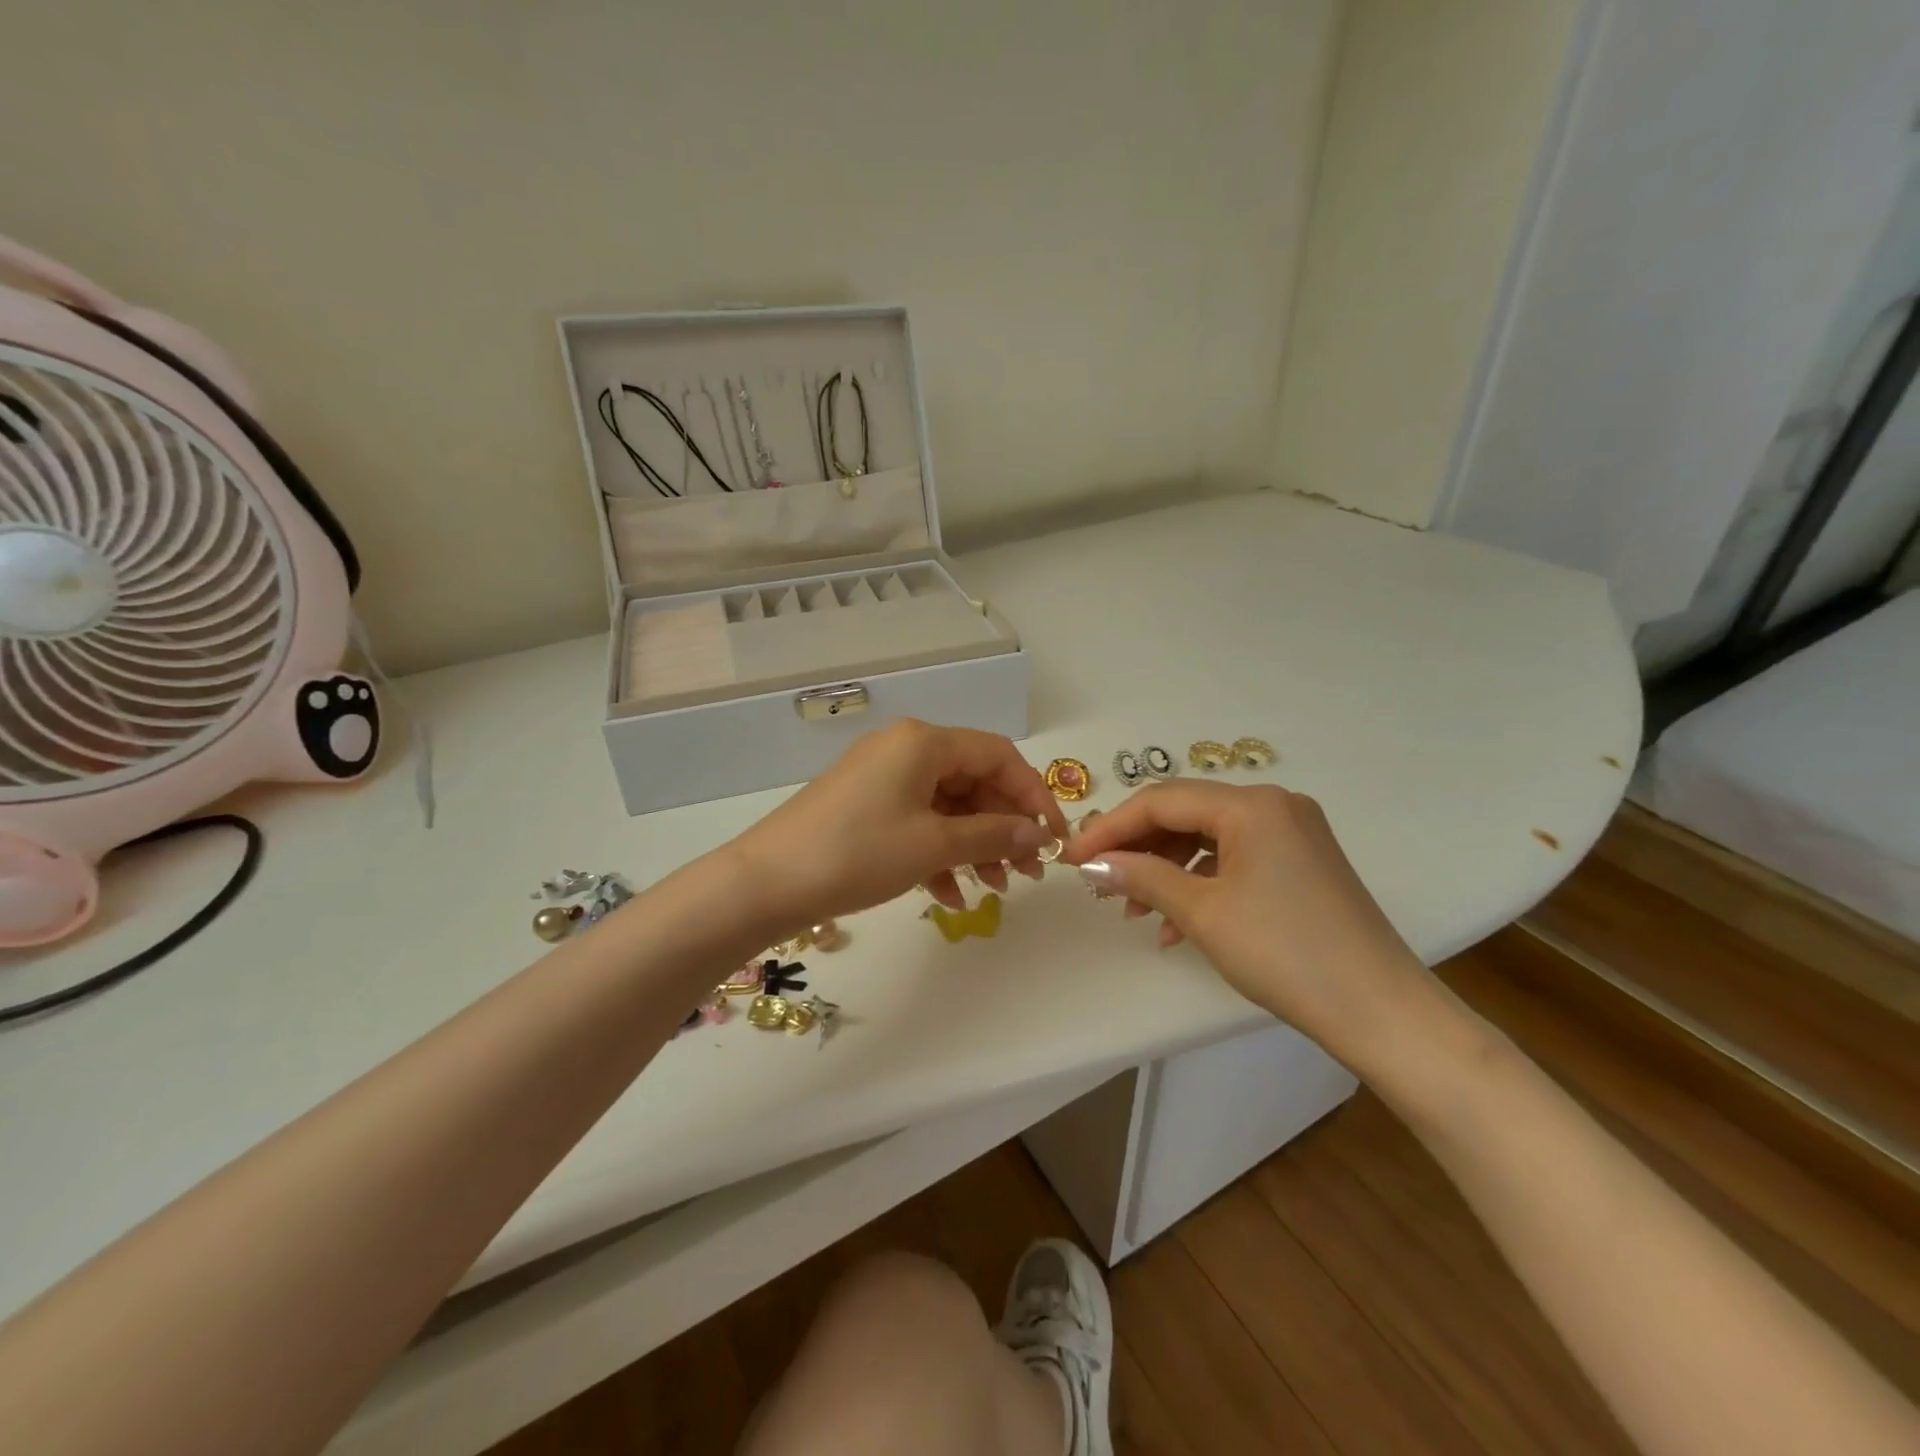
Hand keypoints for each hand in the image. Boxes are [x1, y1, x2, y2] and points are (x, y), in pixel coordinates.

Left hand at [730, 721, 1068, 930]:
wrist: (766, 883)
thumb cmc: (857, 853)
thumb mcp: (933, 844)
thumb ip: (993, 835)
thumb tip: (1039, 835)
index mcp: (923, 742)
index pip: (999, 756)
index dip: (1033, 795)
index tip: (1054, 839)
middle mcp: (904, 750)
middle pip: (974, 781)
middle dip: (1004, 828)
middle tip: (1027, 873)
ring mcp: (882, 778)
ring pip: (947, 806)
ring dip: (975, 845)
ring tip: (995, 890)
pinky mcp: (865, 807)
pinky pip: (917, 822)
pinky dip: (938, 854)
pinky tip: (950, 896)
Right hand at [1065, 781, 1428, 1057]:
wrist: (1381, 1012)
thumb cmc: (1285, 954)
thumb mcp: (1203, 913)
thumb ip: (1142, 877)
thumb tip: (1093, 864)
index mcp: (1252, 805)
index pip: (1162, 801)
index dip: (1110, 828)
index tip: (1073, 858)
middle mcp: (1274, 805)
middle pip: (1185, 814)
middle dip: (1137, 848)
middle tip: (1099, 882)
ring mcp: (1293, 832)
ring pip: (1208, 838)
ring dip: (1165, 869)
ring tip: (1133, 910)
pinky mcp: (1301, 862)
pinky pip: (1235, 858)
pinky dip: (1200, 883)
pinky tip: (1175, 924)